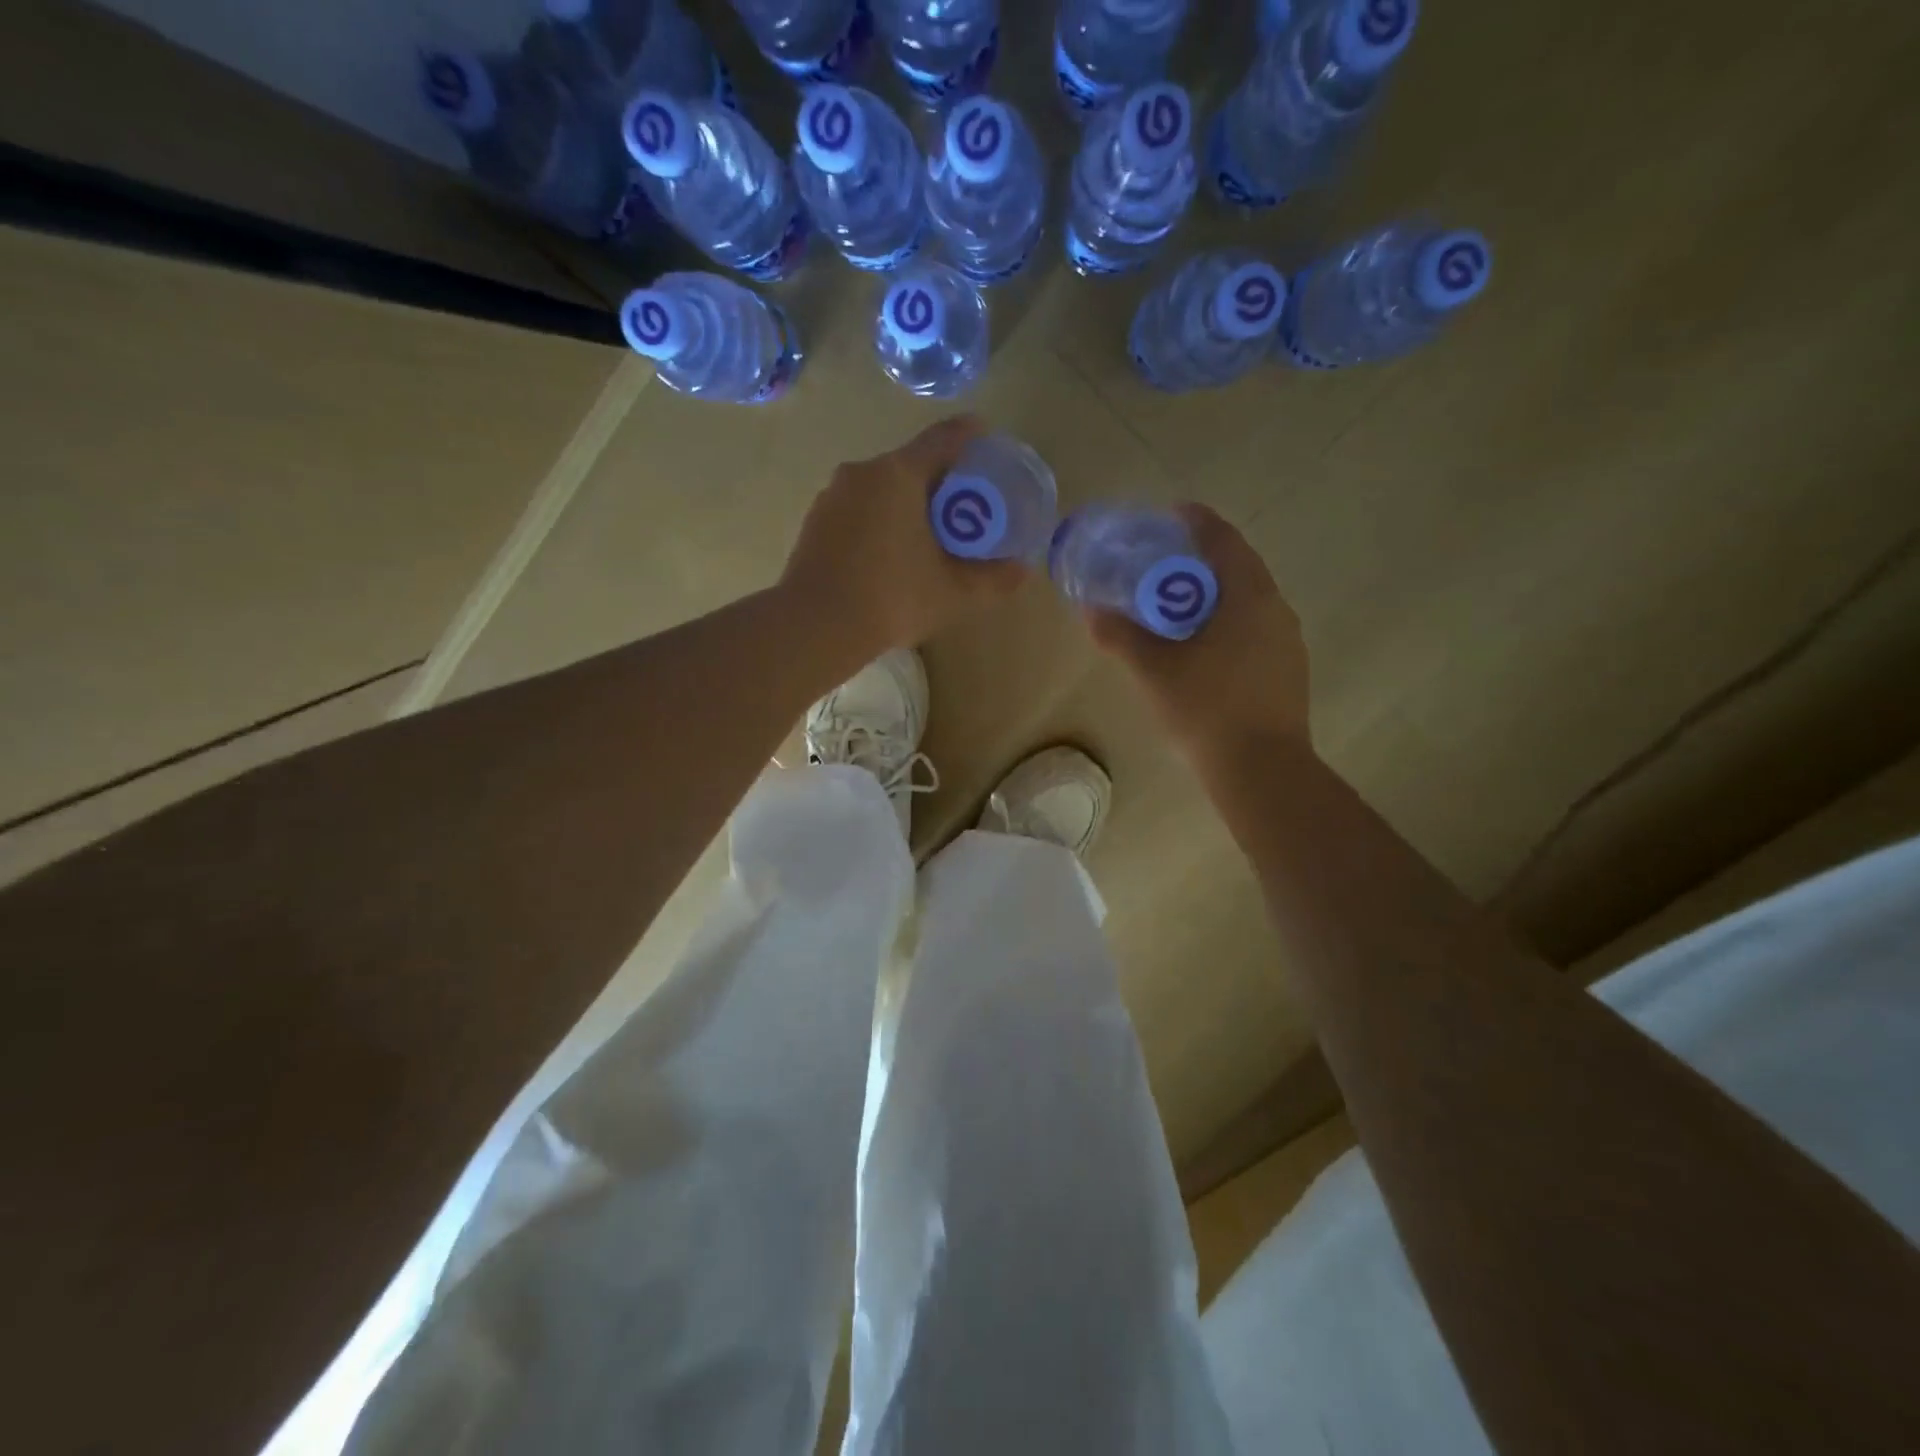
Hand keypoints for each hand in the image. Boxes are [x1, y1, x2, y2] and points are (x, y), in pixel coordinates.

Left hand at [780, 416, 1026, 662]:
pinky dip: (880, 519)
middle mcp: (862, 472)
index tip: (985, 438)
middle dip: (940, 481)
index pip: (943, 439)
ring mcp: (832, 495)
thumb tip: (1022, 570)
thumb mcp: (952, 593)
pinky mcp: (815, 521)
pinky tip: (890, 553)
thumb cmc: (892, 599)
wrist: (814, 627)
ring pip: (881, 488)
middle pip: (911, 464)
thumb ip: (992, 579)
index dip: (970, 435)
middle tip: (964, 508)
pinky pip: (858, 508)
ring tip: (928, 535)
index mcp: (898, 474)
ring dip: (907, 503)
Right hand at [1085, 504, 1311, 769]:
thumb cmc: (1207, 709)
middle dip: (1199, 561)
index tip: (1170, 514)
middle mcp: (1276, 610)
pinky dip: (1226, 624)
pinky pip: (1254, 630)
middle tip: (1160, 566)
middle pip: (1237, 569)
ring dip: (1213, 596)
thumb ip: (1121, 635)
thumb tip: (1090, 611)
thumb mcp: (1154, 670)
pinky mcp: (1287, 671)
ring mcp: (1287, 642)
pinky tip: (1200, 649)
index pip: (1224, 540)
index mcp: (1249, 596)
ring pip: (1247, 602)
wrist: (1262, 770)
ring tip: (1175, 608)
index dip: (1197, 521)